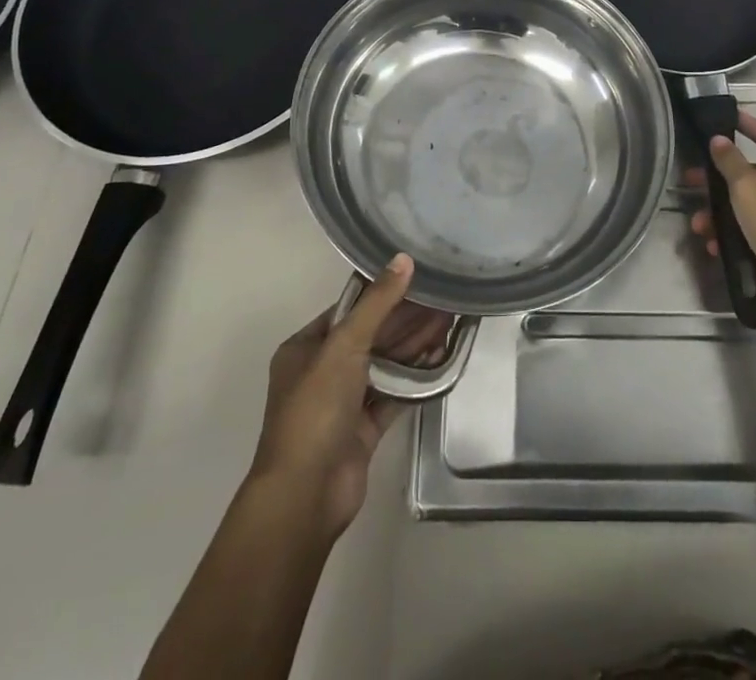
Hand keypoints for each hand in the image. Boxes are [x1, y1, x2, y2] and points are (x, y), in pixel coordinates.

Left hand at [248, 255, 452, 541]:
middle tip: (444, 298)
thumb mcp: (344, 346)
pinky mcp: (362, 430)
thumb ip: (377, 304)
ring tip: (450, 321)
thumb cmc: (316, 411)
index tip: (418, 276)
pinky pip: (392, 394)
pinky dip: (414, 378)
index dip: (383, 293)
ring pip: (384, 365)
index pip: (349, 310)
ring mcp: (343, 403)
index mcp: (305, 348)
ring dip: (414, 346)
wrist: (305, 496)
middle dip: (406, 320)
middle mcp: (321, 372)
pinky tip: (441, 358)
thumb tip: (404, 259)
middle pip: (370, 336)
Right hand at [688, 112, 755, 315]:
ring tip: (701, 226)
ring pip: (755, 201)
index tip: (726, 117)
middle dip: (721, 178)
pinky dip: (740, 230)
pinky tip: (718, 246)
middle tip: (694, 181)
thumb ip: (730, 161)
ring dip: (725, 211)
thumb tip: (719, 139)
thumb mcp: (747, 189)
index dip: (746, 123)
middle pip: (755, 170)